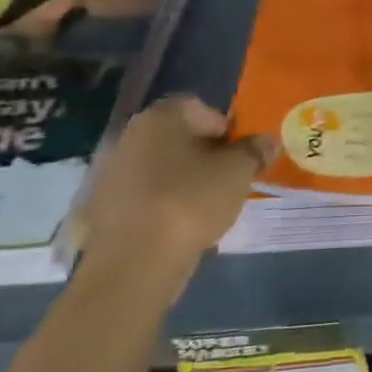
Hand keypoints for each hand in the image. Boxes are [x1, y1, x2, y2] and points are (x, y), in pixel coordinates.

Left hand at [77, 95, 272, 301]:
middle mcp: (129, 135)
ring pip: (159, 166)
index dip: (224, 128)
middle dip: (203, 154)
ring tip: (205, 206)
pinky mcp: (102, 207)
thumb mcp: (238, 173)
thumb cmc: (191, 201)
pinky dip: (162, 203)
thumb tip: (269, 139)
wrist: (133, 263)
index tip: (239, 154)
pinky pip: (143, 195)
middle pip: (177, 136)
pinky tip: (178, 225)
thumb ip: (255, 151)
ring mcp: (110, 172)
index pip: (199, 107)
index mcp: (161, 117)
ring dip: (182, 179)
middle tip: (227, 179)